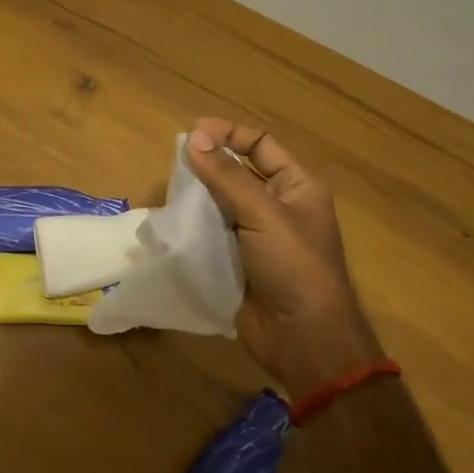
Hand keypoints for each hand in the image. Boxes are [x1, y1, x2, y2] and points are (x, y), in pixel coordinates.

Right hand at [186, 118, 381, 395]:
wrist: (303, 338)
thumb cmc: (294, 266)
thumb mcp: (263, 213)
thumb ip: (226, 175)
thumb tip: (194, 138)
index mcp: (297, 186)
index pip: (260, 143)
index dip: (228, 133)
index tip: (192, 133)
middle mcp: (278, 205)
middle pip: (237, 171)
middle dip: (208, 165)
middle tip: (176, 165)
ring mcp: (256, 235)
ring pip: (220, 202)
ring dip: (197, 196)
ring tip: (170, 193)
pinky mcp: (237, 260)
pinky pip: (211, 232)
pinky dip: (193, 225)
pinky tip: (173, 222)